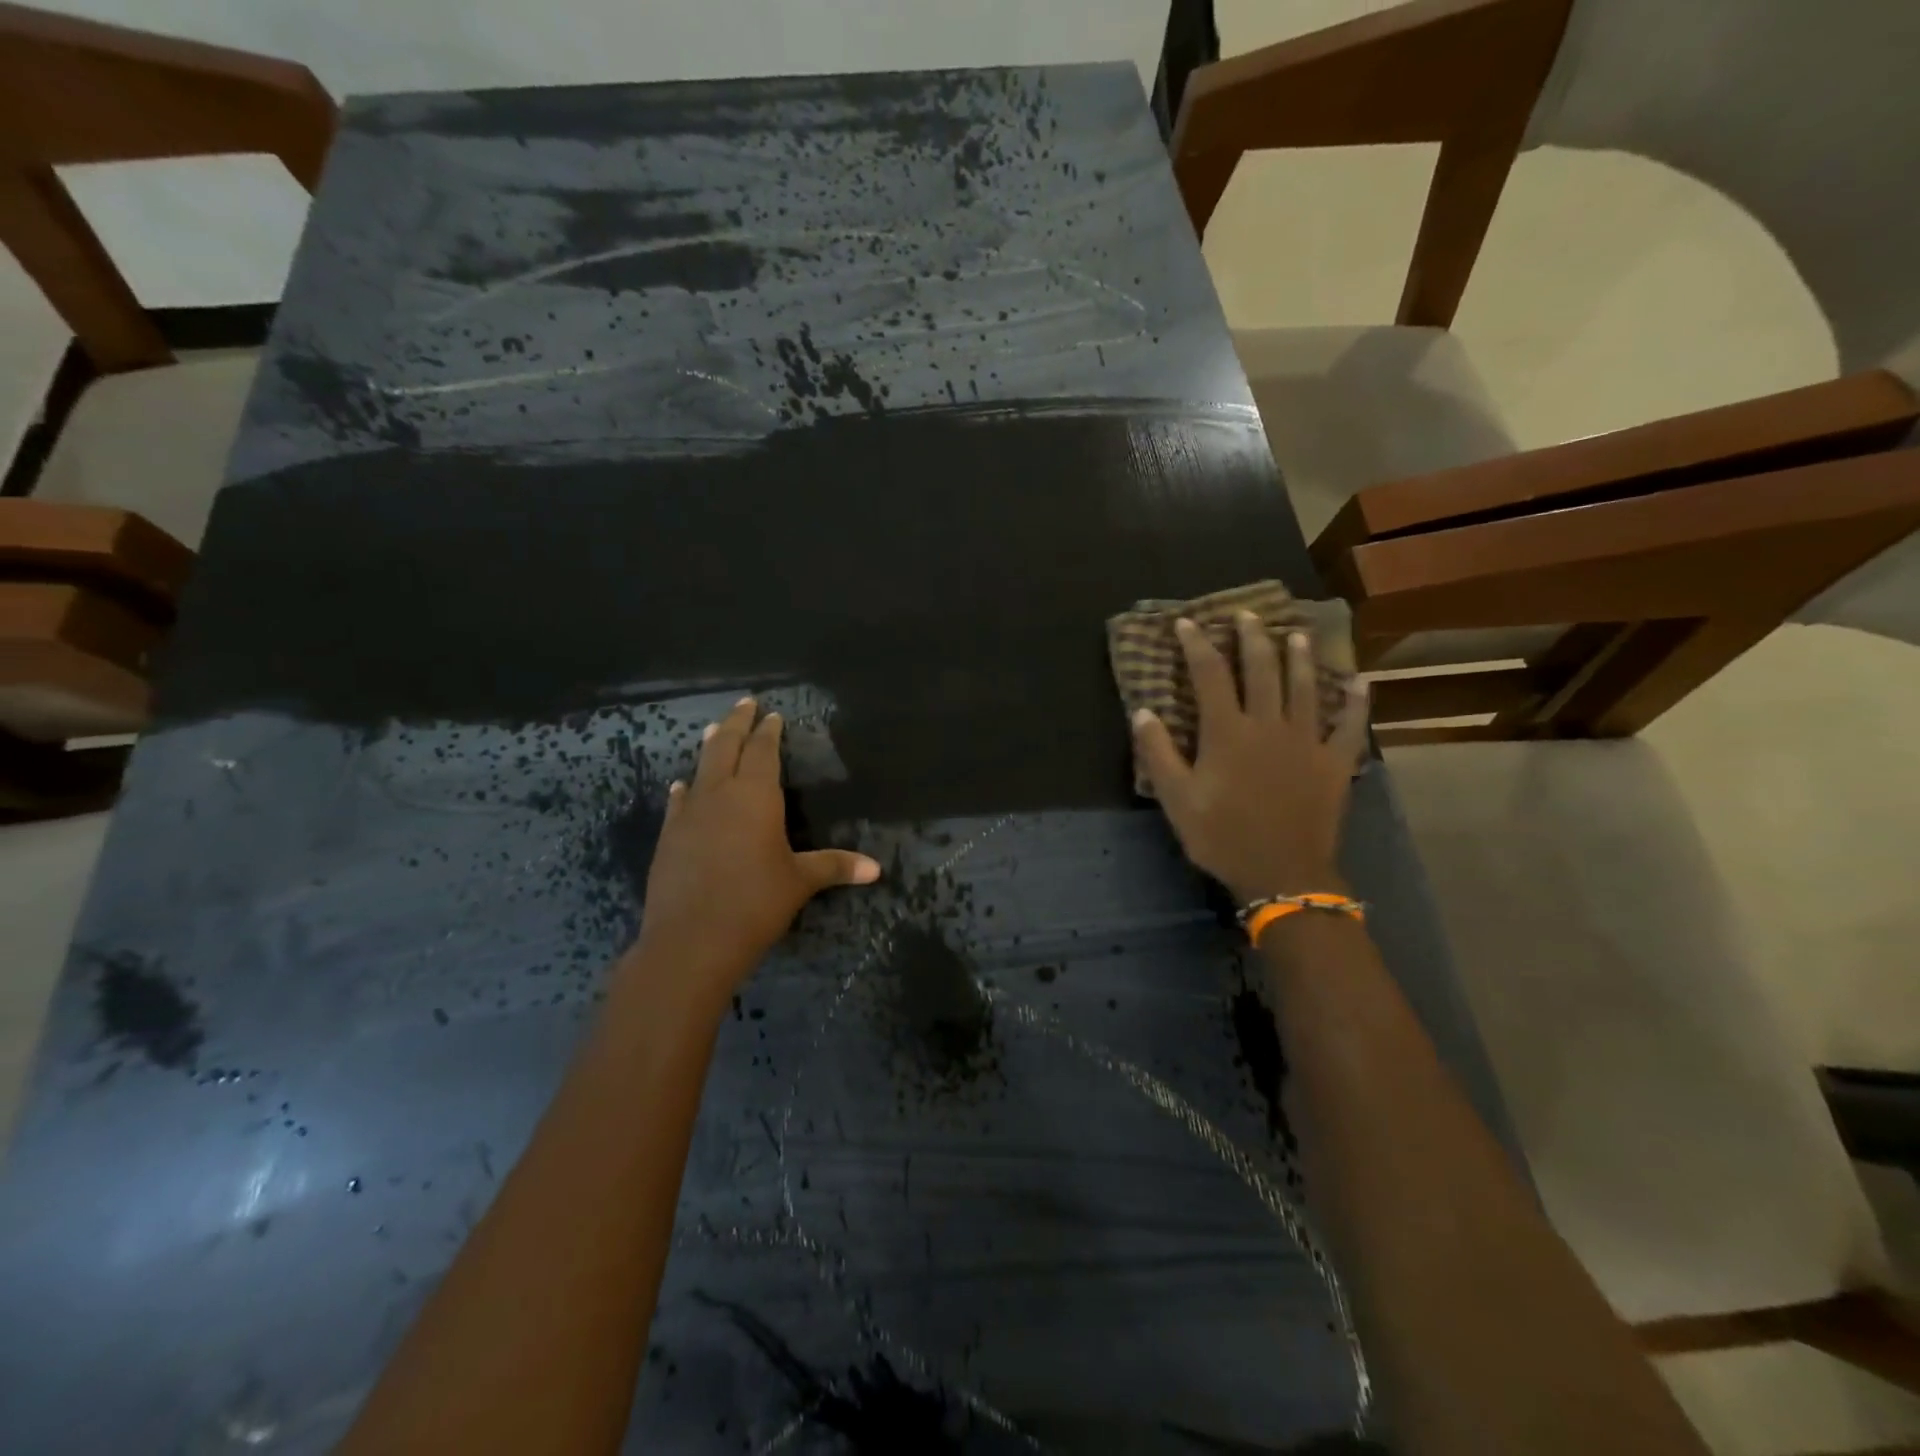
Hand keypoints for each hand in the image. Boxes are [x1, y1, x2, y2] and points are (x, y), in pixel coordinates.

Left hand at [633, 698, 880, 1010]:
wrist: (690, 941)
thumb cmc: (755, 904)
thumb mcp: (800, 882)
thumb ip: (835, 867)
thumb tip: (876, 869)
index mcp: (756, 797)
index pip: (763, 752)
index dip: (769, 732)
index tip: (772, 715)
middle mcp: (720, 795)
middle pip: (727, 747)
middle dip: (737, 723)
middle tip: (744, 703)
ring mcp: (689, 814)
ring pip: (700, 769)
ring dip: (710, 747)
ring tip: (714, 730)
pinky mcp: (669, 837)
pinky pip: (679, 802)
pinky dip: (685, 789)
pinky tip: (682, 786)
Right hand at [1132, 613, 1369, 905]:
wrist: (1282, 873)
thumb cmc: (1222, 836)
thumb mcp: (1176, 799)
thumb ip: (1158, 753)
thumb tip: (1143, 712)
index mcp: (1227, 732)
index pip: (1209, 675)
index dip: (1197, 645)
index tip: (1188, 623)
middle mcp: (1268, 724)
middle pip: (1261, 669)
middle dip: (1252, 637)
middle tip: (1247, 614)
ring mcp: (1306, 740)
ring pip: (1305, 686)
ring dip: (1299, 657)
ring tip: (1295, 633)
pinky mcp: (1335, 761)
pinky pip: (1349, 725)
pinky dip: (1356, 702)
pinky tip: (1360, 681)